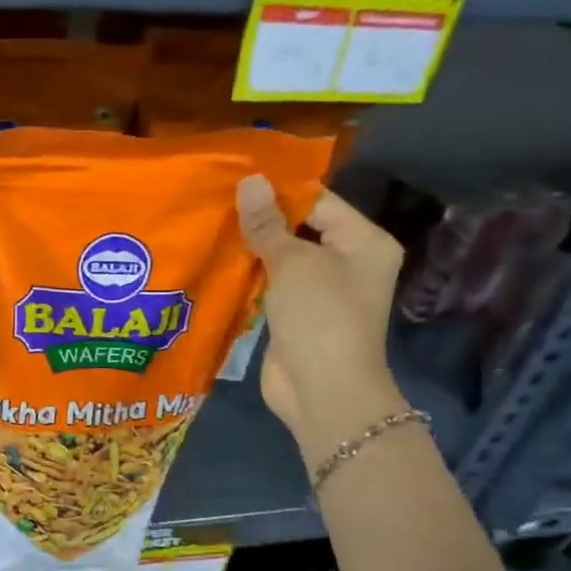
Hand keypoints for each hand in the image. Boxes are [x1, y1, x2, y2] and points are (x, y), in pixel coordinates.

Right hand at [237, 176, 406, 455]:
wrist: (323, 391)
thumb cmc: (320, 318)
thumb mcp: (293, 264)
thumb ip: (268, 224)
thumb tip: (250, 180)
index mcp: (363, 241)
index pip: (318, 201)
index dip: (277, 190)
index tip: (234, 179)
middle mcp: (347, 262)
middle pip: (299, 228)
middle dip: (259, 219)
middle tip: (213, 201)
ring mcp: (320, 291)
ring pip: (281, 258)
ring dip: (249, 247)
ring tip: (207, 225)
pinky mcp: (295, 315)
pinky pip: (269, 284)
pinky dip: (247, 275)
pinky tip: (215, 260)